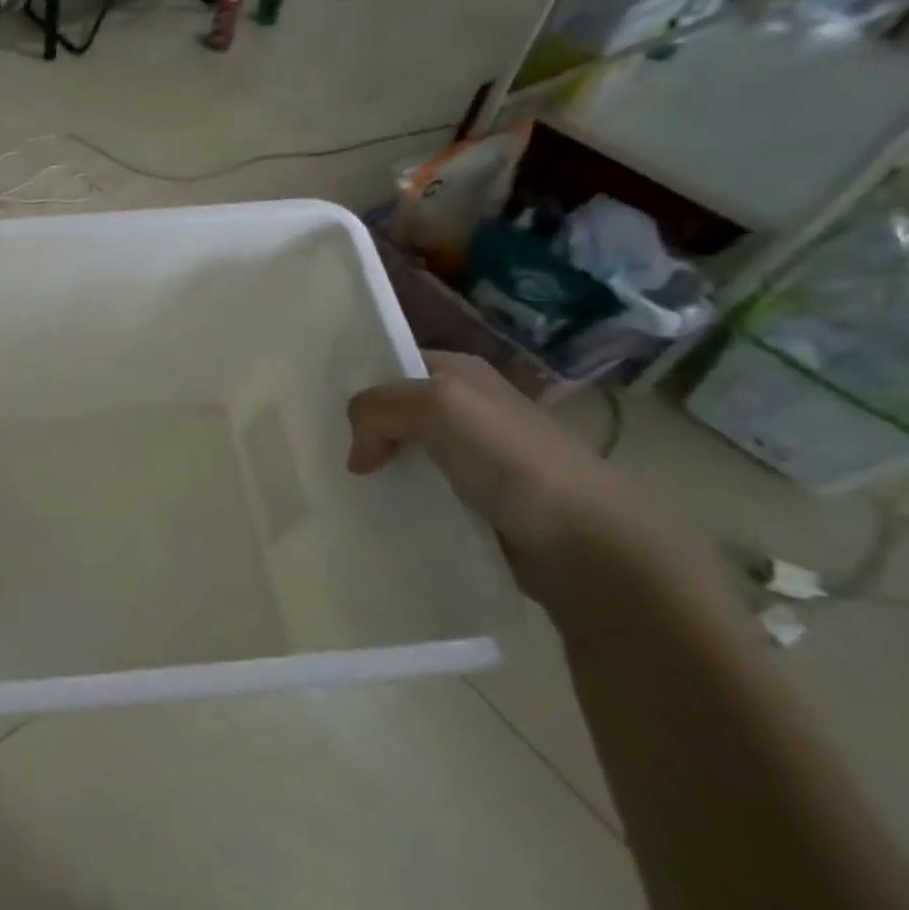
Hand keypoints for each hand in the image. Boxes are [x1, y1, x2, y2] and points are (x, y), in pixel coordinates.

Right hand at [346, 351, 638, 610]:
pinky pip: (421, 490)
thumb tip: (359, 453)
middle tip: (325, 454)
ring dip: (377, 468)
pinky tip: (379, 511)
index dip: (358, 385)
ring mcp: (473, 456)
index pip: (391, 364)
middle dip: (361, 429)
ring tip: (344, 486)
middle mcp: (467, 408)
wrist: (587, 545)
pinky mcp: (476, 500)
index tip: (321, 415)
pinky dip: (398, 499)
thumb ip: (379, 407)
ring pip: (404, 452)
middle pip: (394, 410)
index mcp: (461, 373)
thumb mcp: (438, 407)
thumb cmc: (513, 462)